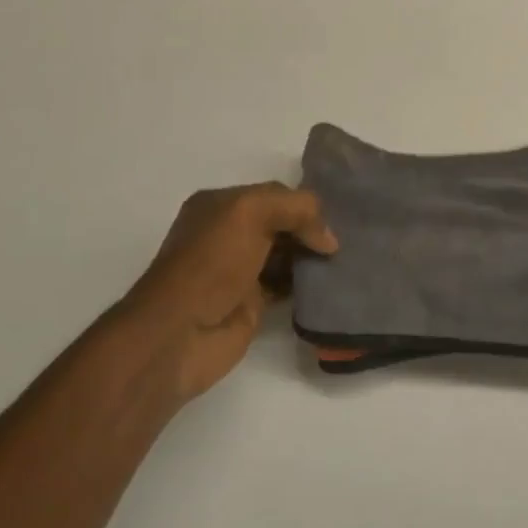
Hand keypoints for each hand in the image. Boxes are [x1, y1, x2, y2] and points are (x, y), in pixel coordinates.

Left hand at [113, 183, 337, 403]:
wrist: (180, 333)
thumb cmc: (211, 263)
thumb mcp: (251, 213)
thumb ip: (296, 209)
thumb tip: (327, 239)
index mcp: (220, 205)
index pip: (275, 194)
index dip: (304, 204)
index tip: (336, 219)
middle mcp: (228, 234)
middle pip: (283, 223)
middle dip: (311, 229)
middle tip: (347, 240)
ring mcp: (240, 270)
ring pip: (287, 255)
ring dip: (313, 257)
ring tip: (345, 261)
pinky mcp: (252, 303)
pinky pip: (288, 286)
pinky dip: (308, 284)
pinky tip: (329, 284)